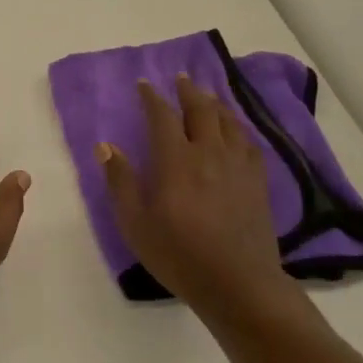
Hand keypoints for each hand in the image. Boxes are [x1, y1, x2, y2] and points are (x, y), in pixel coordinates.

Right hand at [98, 74, 302, 315]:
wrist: (238, 283)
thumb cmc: (179, 255)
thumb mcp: (135, 224)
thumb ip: (120, 182)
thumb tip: (105, 147)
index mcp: (176, 161)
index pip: (162, 116)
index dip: (152, 97)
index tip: (144, 84)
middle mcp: (208, 153)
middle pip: (200, 109)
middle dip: (188, 90)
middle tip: (181, 78)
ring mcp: (237, 165)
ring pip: (227, 121)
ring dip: (215, 102)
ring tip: (207, 94)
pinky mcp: (257, 181)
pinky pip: (248, 141)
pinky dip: (238, 126)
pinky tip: (235, 129)